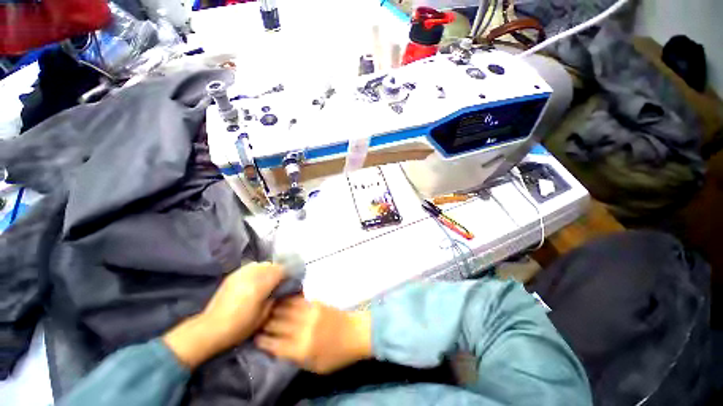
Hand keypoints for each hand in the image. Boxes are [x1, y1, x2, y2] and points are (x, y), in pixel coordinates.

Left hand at [163, 262, 283, 368]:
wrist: (210, 329)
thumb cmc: (239, 326)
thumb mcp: (263, 316)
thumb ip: (274, 299)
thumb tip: (281, 290)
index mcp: (260, 285)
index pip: (281, 271)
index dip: (288, 274)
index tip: (290, 281)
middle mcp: (251, 275)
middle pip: (272, 265)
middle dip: (279, 271)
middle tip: (280, 282)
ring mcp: (240, 273)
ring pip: (261, 264)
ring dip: (268, 270)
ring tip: (268, 280)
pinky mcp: (232, 275)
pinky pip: (250, 266)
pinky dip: (257, 270)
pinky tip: (255, 279)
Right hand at [256, 296, 371, 373]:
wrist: (356, 333)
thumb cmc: (336, 355)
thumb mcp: (314, 366)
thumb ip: (295, 357)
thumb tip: (277, 348)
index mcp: (302, 349)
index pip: (275, 344)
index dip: (262, 340)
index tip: (253, 336)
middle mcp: (303, 329)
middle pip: (277, 324)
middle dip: (264, 323)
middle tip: (254, 321)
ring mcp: (310, 313)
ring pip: (285, 309)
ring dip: (273, 308)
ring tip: (264, 308)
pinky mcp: (316, 304)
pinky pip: (297, 300)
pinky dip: (287, 300)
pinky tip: (280, 299)